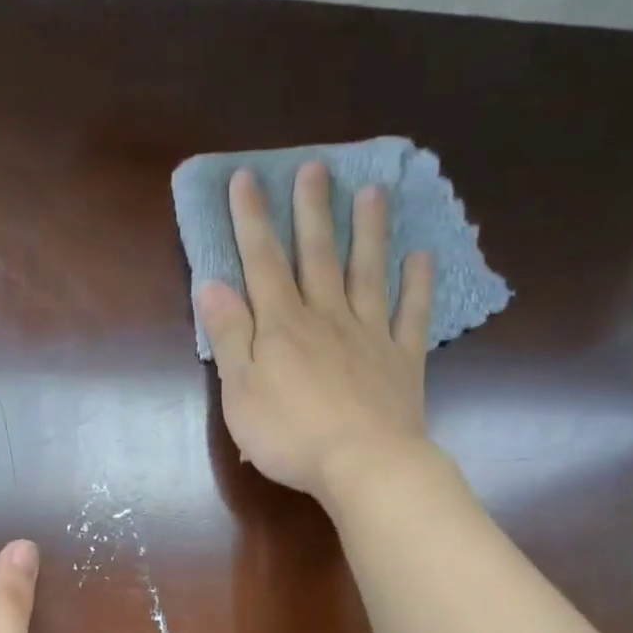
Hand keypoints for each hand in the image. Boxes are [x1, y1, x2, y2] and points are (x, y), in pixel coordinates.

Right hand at [196, 162, 435, 503]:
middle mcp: (326, 317)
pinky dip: (417, 284)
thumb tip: (211, 284)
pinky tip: (421, 257)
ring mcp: (369, 334)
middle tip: (315, 168)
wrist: (362, 464)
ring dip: (368, 231)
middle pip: (318, 255)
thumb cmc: (289, 435)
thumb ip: (227, 336)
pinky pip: (411, 314)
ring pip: (367, 273)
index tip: (246, 178)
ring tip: (372, 192)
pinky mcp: (401, 359)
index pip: (263, 262)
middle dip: (312, 211)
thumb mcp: (240, 391)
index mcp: (282, 326)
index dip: (252, 219)